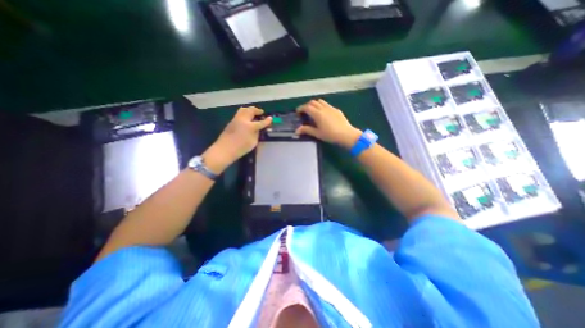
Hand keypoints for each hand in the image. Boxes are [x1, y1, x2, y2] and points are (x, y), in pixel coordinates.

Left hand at [204, 107, 271, 174]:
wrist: (224, 149)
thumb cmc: (241, 148)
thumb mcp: (253, 142)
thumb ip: (256, 134)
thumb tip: (258, 129)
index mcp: (250, 126)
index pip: (261, 122)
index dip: (267, 120)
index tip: (270, 118)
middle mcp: (243, 120)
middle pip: (251, 110)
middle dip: (257, 110)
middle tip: (261, 113)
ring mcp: (236, 119)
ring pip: (243, 109)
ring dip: (250, 110)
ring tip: (253, 113)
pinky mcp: (231, 121)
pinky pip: (239, 113)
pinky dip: (245, 113)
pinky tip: (246, 118)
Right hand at [298, 98, 361, 148]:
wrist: (346, 135)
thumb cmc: (330, 135)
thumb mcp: (317, 134)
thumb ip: (307, 130)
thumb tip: (297, 130)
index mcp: (317, 114)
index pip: (306, 107)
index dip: (301, 108)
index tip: (297, 112)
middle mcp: (323, 108)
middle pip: (313, 102)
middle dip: (307, 106)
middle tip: (305, 113)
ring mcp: (331, 108)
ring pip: (320, 101)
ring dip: (315, 104)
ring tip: (313, 111)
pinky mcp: (336, 110)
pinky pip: (327, 105)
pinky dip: (322, 106)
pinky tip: (324, 114)